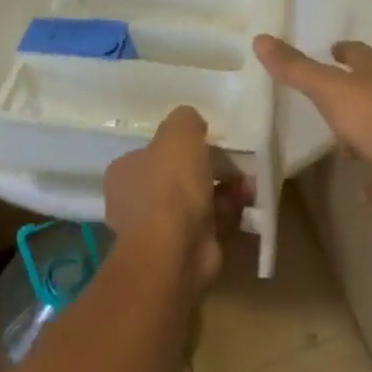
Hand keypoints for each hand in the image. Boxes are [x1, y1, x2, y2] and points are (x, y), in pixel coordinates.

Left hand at [104, 106, 242, 291]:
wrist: (174, 251)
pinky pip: (210, 224)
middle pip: (178, 177)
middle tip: (235, 164)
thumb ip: (185, 120)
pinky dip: (228, 214)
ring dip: (225, 191)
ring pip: (197, 201)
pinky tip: (246, 204)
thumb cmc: (170, 186)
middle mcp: (135, 201)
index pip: (152, 153)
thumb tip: (193, 124)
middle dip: (211, 169)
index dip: (181, 146)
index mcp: (124, 173)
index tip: (207, 142)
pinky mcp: (182, 251)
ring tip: (247, 184)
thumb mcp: (179, 133)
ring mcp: (158, 230)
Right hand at [254, 36, 371, 219]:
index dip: (343, 51)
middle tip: (324, 105)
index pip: (358, 53)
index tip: (329, 51)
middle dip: (349, 96)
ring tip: (340, 153)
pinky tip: (364, 193)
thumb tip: (260, 38)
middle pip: (370, 89)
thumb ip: (296, 69)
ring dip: (361, 139)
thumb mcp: (331, 91)